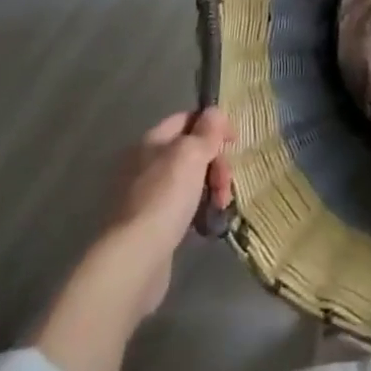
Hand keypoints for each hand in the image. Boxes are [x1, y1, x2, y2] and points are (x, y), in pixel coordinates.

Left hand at [115, 107, 235, 250]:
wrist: (135, 257)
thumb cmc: (166, 196)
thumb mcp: (192, 154)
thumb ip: (207, 130)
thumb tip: (214, 112)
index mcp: (152, 141)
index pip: (187, 119)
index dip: (213, 125)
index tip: (234, 141)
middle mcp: (145, 164)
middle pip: (191, 151)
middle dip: (216, 163)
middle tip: (226, 183)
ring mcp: (147, 195)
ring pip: (189, 180)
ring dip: (211, 187)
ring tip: (220, 206)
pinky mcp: (150, 224)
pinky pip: (182, 206)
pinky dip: (198, 209)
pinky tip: (206, 221)